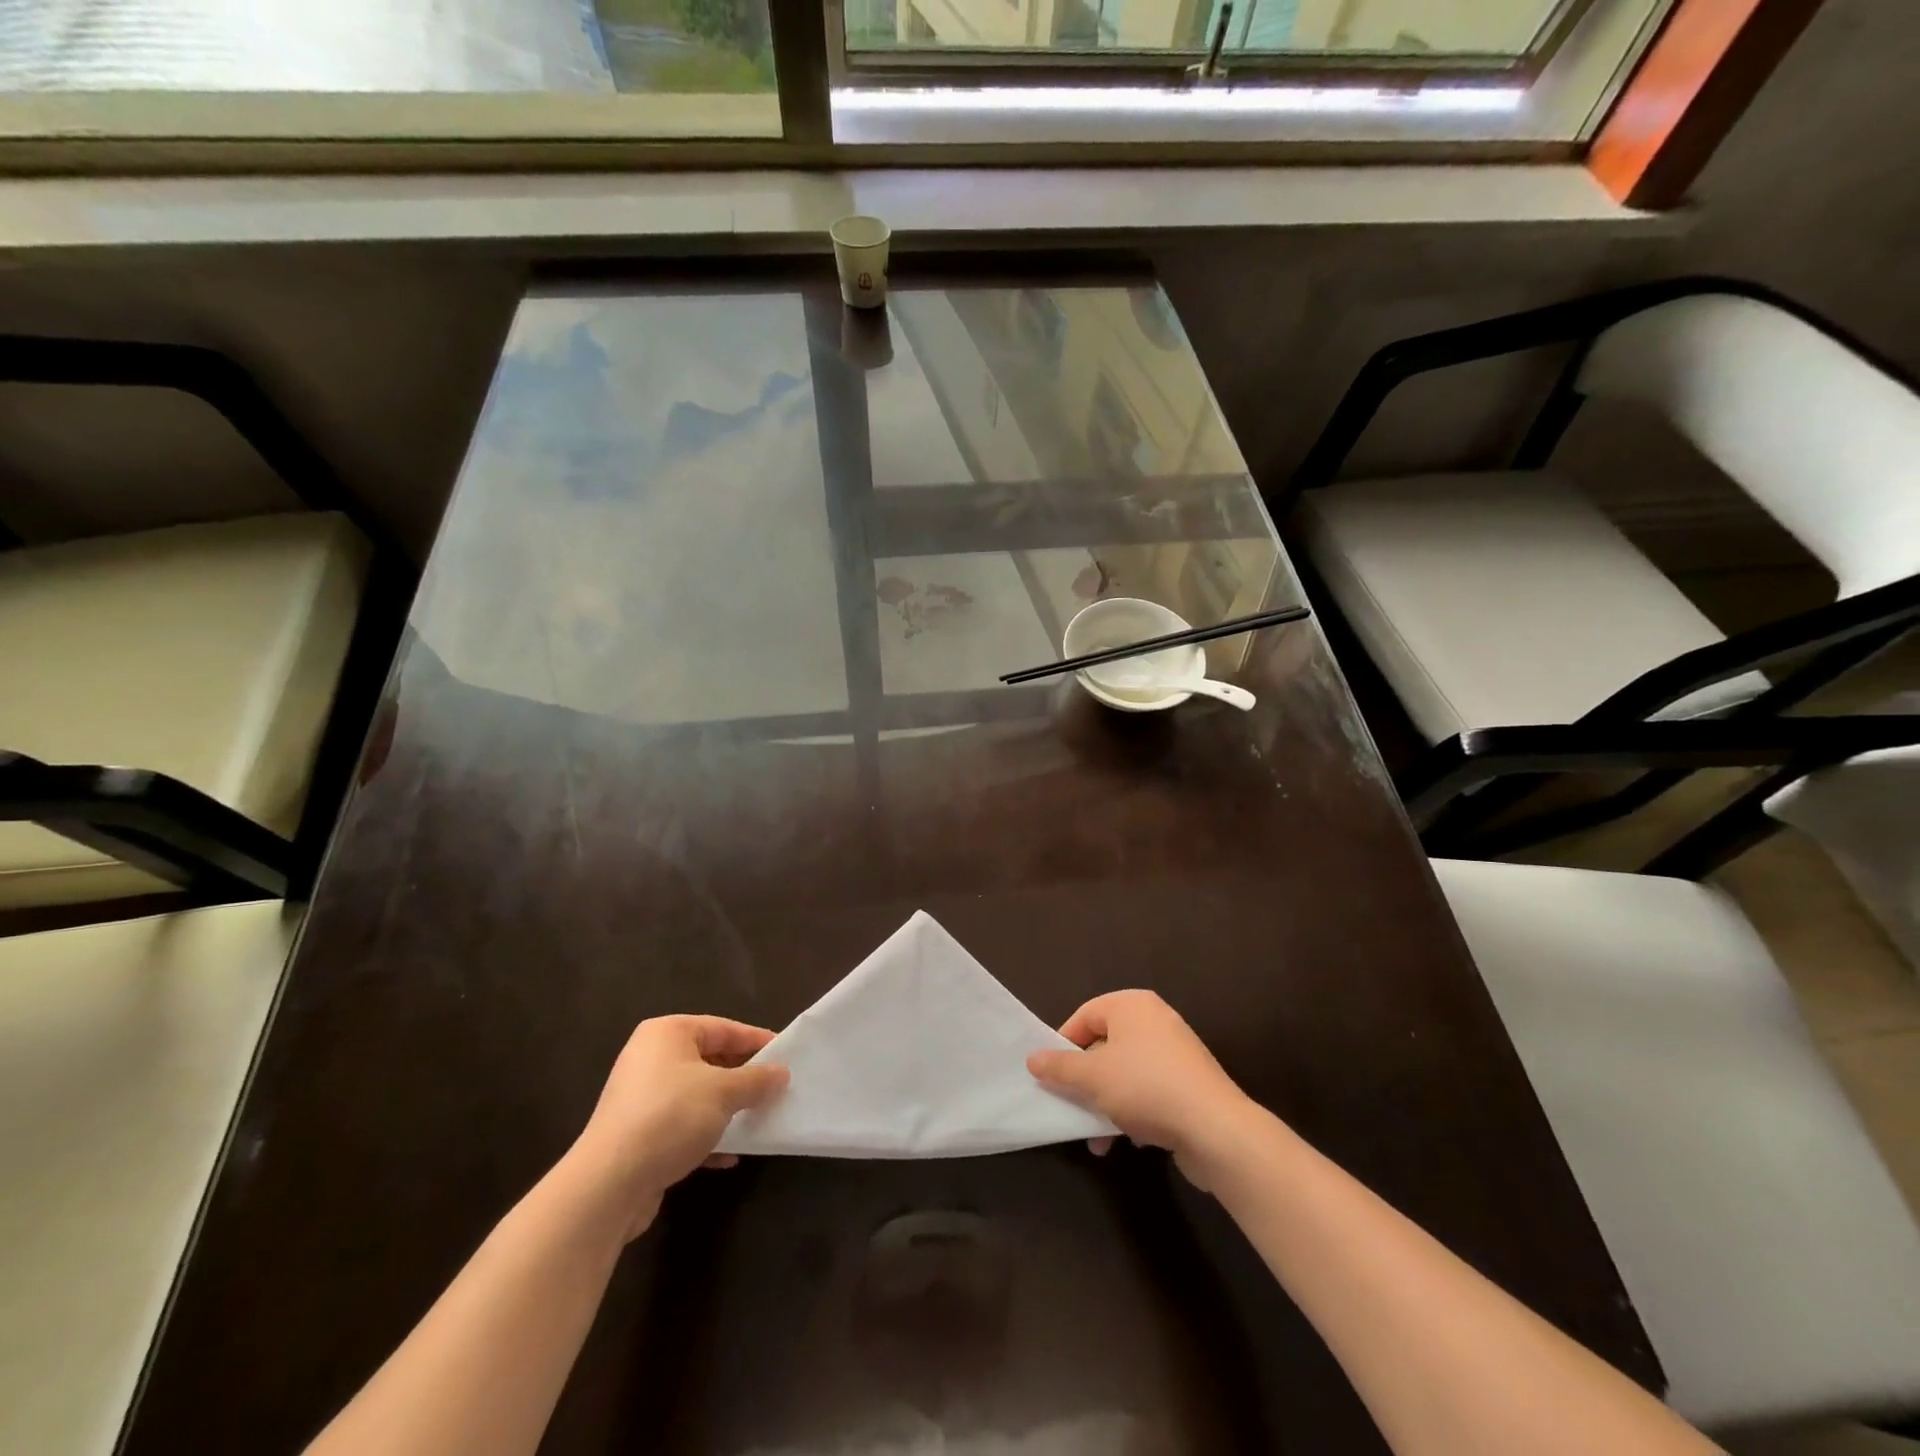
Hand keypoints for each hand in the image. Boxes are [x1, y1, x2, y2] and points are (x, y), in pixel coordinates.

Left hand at [567, 1016, 787, 1239]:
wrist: (608, 1185)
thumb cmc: (670, 1117)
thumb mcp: (724, 1092)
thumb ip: (757, 1080)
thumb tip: (782, 1074)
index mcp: (667, 1034)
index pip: (723, 1028)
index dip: (756, 1041)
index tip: (786, 1055)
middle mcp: (650, 1059)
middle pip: (709, 1060)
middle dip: (742, 1078)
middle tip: (774, 1088)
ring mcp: (641, 1099)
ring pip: (697, 1096)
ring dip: (727, 1109)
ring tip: (758, 1119)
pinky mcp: (637, 1136)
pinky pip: (681, 1126)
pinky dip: (706, 1136)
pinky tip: (730, 1156)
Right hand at [1028, 991, 1256, 1188]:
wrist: (1216, 1130)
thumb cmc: (1145, 1088)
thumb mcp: (1092, 1078)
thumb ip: (1059, 1068)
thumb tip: (1032, 1059)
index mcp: (1131, 1004)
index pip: (1084, 1016)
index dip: (1063, 1045)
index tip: (1051, 1077)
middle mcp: (1154, 1020)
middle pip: (1104, 1045)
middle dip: (1085, 1082)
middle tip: (1071, 1107)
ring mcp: (1175, 1051)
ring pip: (1125, 1073)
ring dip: (1106, 1104)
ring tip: (1098, 1139)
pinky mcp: (1190, 1083)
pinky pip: (1149, 1090)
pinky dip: (1134, 1111)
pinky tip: (1129, 1140)